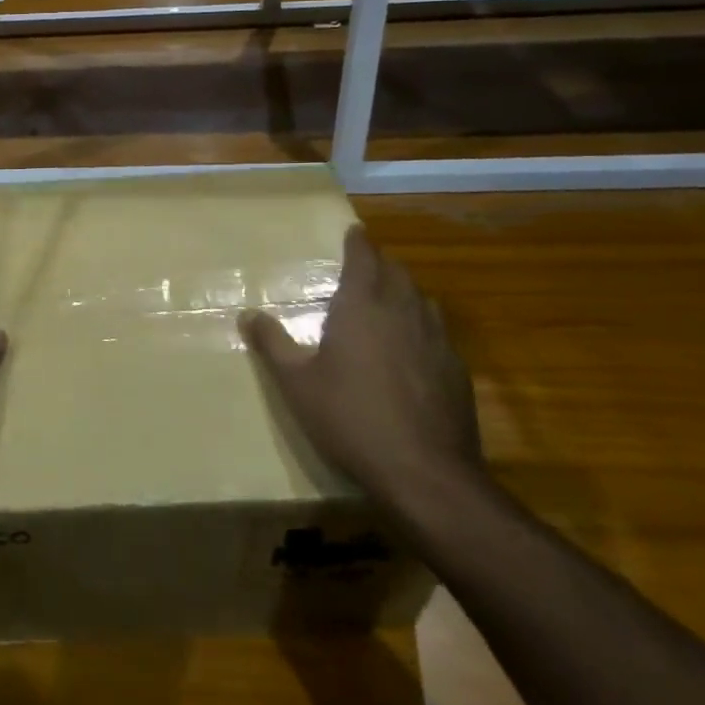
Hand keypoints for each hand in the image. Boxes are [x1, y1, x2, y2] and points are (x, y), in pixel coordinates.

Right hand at [238, 224, 480, 507]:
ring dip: (405, 292)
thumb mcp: (297, 383)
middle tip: (365, 266)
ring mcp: (437, 341)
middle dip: (381, 264)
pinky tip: (414, 350)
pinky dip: (423, 326)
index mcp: (362, 307)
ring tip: (390, 300)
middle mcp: (403, 312)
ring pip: (422, 300)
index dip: (358, 243)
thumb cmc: (350, 418)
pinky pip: (439, 332)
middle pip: (397, 273)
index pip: (364, 259)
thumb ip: (272, 344)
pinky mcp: (457, 370)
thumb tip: (247, 314)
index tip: (354, 231)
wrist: (425, 473)